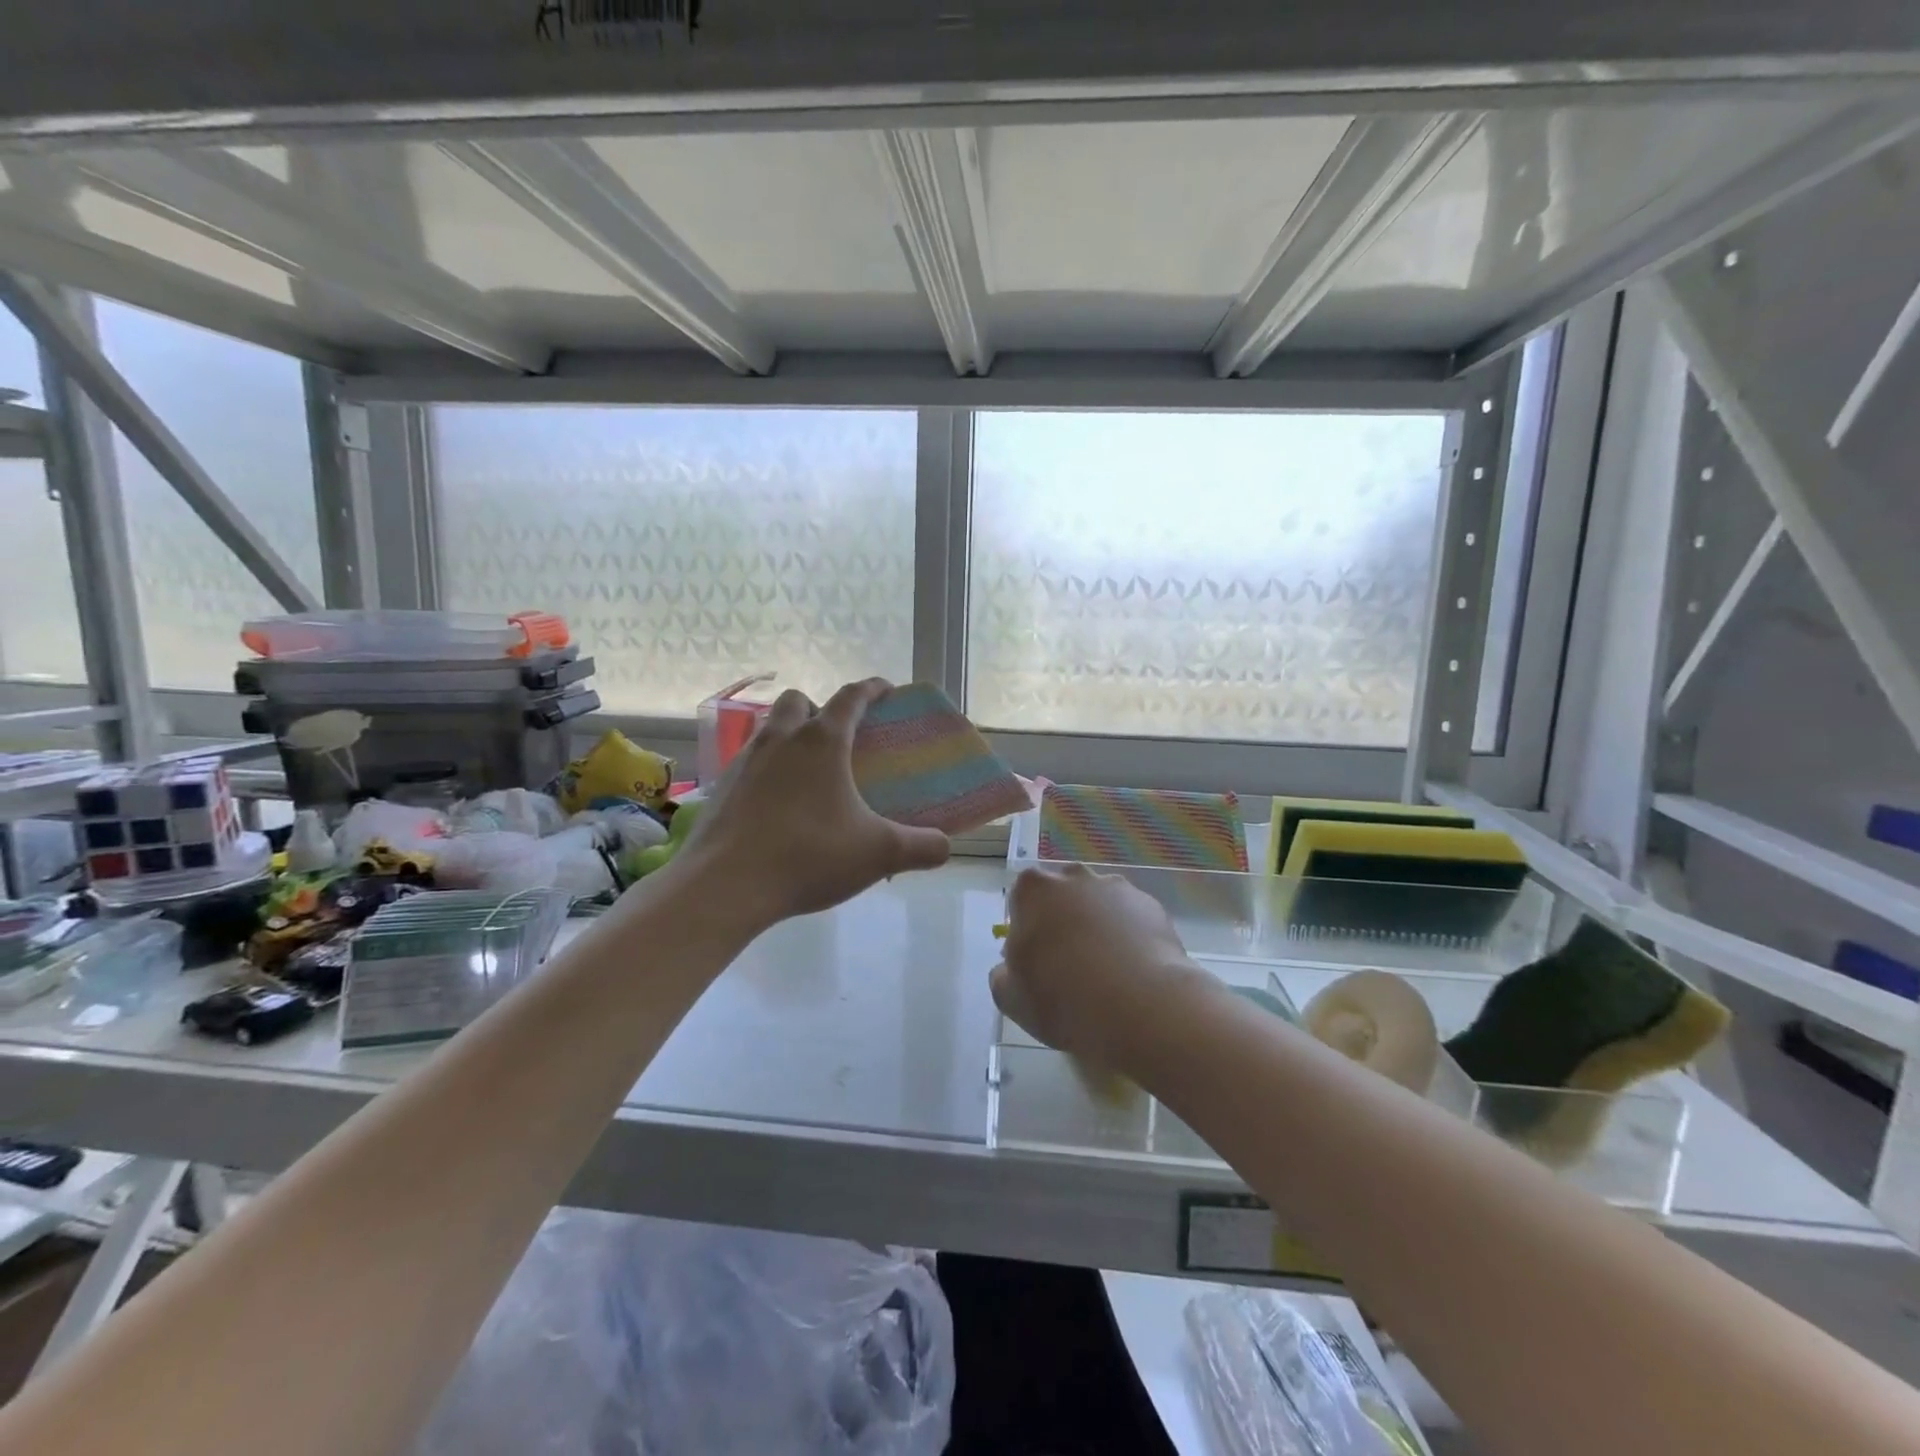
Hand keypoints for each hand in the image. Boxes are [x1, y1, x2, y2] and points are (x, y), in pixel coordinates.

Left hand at [674, 679, 951, 926]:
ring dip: (790, 737)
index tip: (886, 689)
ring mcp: (744, 761)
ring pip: (769, 729)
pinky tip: (777, 806)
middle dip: (820, 709)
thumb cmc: (808, 855)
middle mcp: (780, 740)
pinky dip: (767, 771)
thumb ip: (920, 847)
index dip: (872, 689)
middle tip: (838, 739)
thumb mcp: (878, 853)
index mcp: (821, 742)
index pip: (851, 697)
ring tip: (808, 773)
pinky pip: (749, 763)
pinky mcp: (721, 788)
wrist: (724, 886)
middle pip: (799, 702)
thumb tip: (945, 848)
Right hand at [990, 863, 1203, 1073]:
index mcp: (1033, 890)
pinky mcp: (1152, 905)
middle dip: (1063, 919)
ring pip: (1099, 903)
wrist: (1140, 1007)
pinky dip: (1129, 936)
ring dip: (1098, 926)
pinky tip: (1133, 971)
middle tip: (1069, 964)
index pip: (1022, 897)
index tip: (1035, 958)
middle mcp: (1074, 877)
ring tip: (1107, 971)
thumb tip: (1012, 967)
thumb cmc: (1063, 998)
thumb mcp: (1010, 998)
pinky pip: (1131, 918)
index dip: (1027, 927)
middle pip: (1062, 894)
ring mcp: (1117, 887)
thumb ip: (1004, 973)